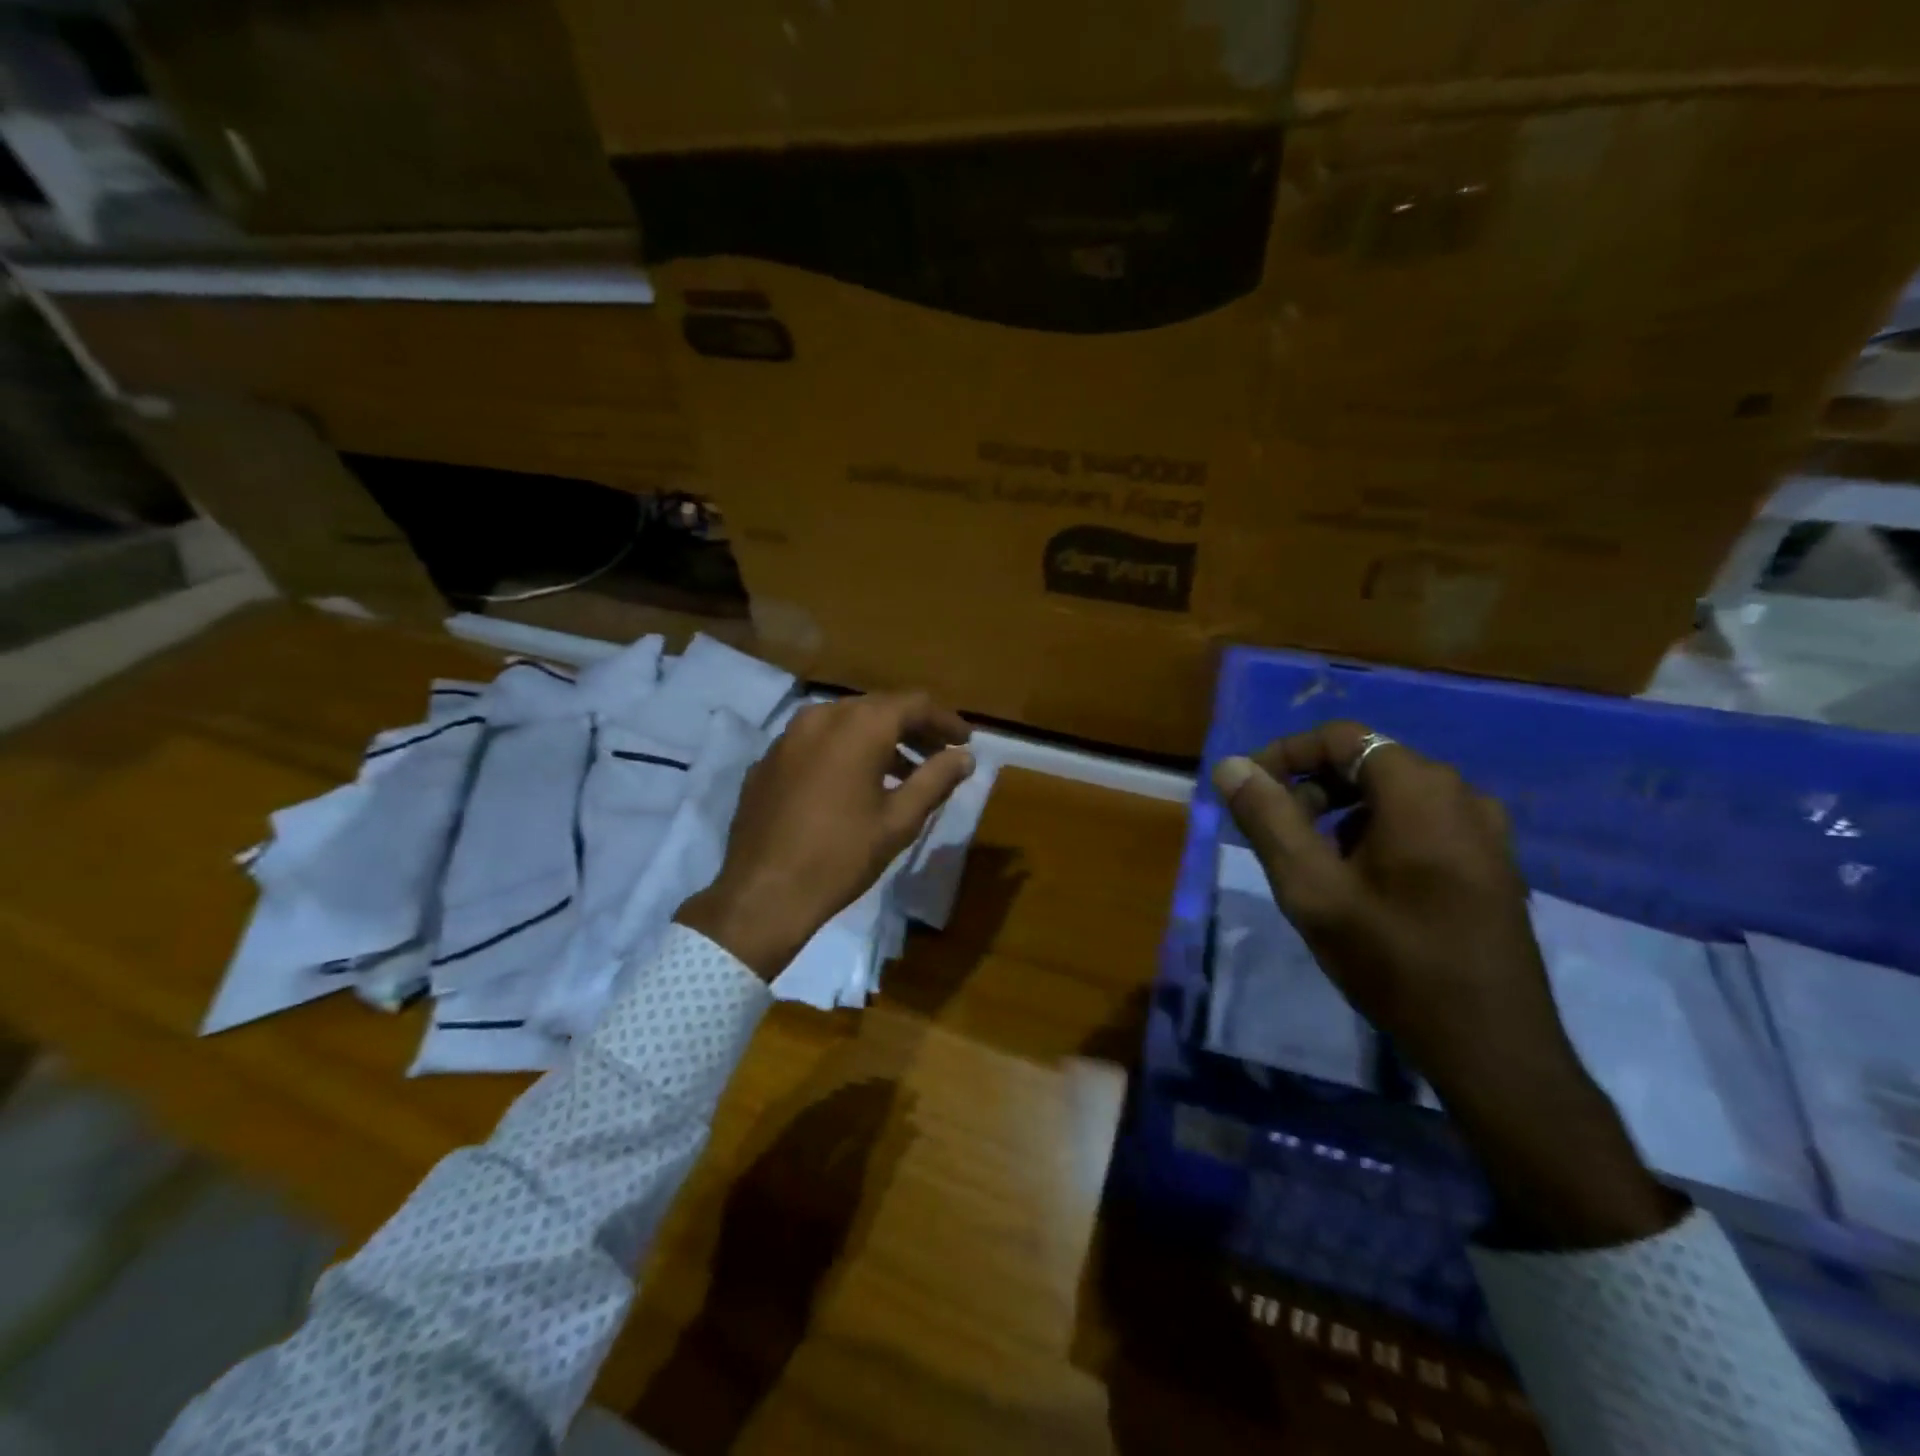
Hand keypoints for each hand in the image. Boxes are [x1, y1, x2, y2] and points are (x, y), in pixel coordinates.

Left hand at [675, 692, 973, 980]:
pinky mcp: (768, 760)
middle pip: (879, 708)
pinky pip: (816, 742)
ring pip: (845, 722)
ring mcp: (788, 736)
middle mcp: (822, 716)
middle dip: (913, 728)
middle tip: (938, 755)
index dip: (945, 721)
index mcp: (859, 726)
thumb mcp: (900, 820)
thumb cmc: (842, 856)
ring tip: (902, 773)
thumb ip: (936, 780)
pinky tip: (853, 784)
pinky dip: (844, 751)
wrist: (763, 893)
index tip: (965, 741)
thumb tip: (964, 757)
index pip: (914, 704)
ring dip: (879, 740)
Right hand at [1213, 721, 1683, 1249]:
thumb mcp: (1312, 888)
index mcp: (1420, 789)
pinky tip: (1359, 883)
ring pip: (1393, 795)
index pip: (1339, 737)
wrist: (1491, 1046)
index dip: (1283, 755)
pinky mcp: (1492, 863)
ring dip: (1340, 812)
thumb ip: (1267, 819)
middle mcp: (1461, 794)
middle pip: (1368, 761)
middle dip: (1310, 786)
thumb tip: (1230, 766)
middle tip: (1274, 832)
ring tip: (1310, 862)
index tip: (1247, 792)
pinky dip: (1376, 833)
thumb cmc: (1393, 960)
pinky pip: (1422, 823)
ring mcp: (1485, 830)